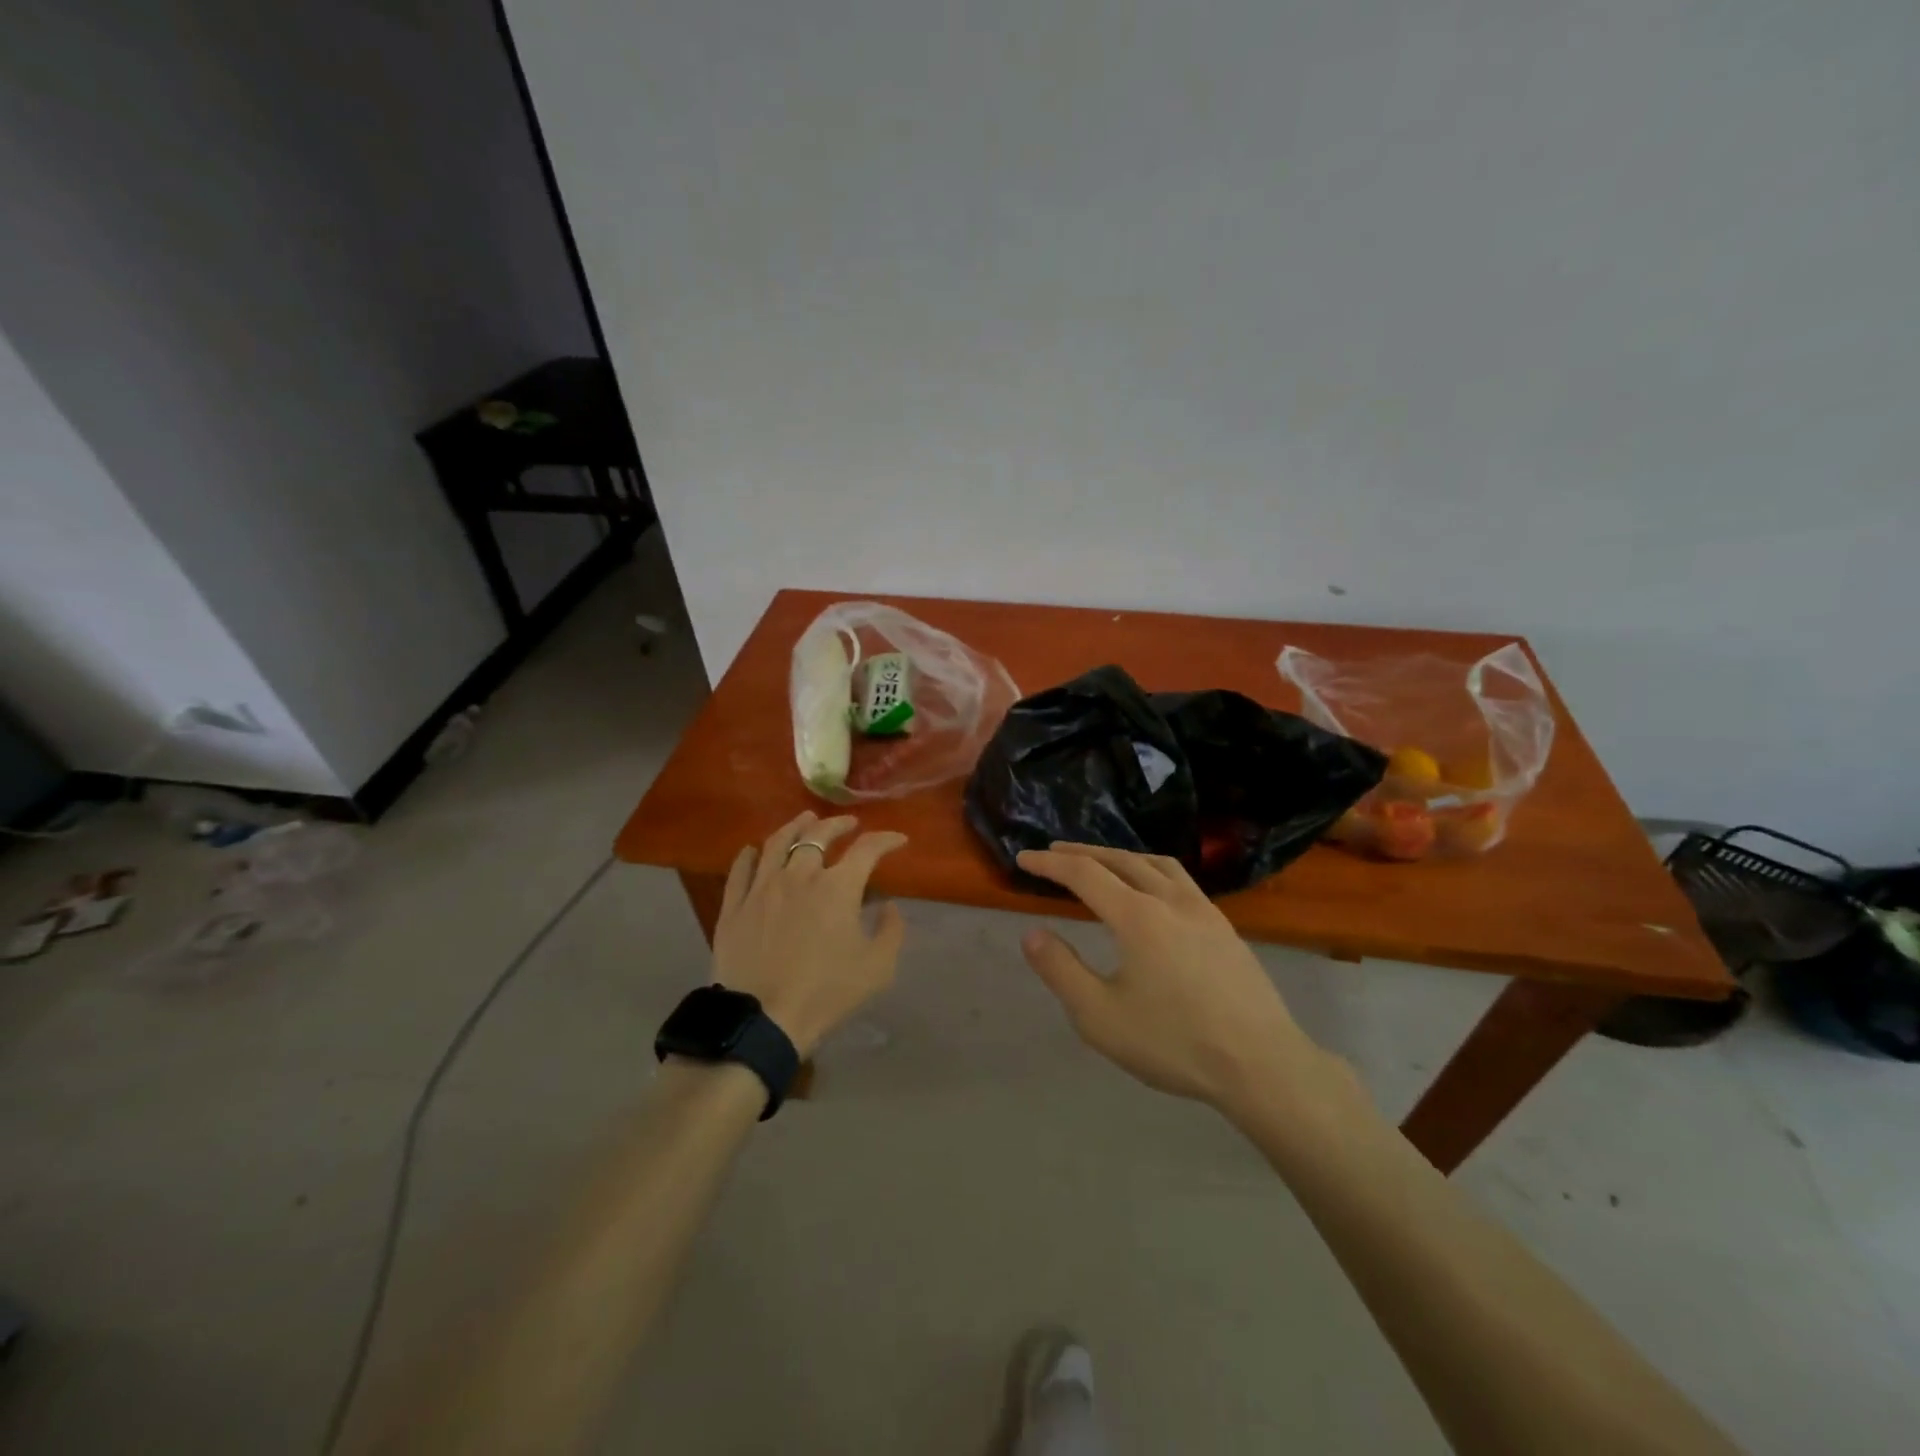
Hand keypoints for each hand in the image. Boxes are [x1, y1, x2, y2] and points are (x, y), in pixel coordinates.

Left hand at [711, 811, 907, 1056]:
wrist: (763, 1020)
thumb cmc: (826, 994)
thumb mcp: (877, 968)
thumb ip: (891, 931)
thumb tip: (887, 906)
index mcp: (838, 887)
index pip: (867, 849)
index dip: (886, 840)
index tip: (898, 840)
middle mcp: (799, 876)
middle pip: (819, 835)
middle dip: (839, 825)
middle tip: (850, 824)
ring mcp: (762, 888)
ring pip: (777, 843)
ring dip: (795, 826)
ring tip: (805, 819)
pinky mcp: (734, 906)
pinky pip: (740, 869)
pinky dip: (750, 854)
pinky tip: (754, 850)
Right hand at [1017, 843, 1331, 1115]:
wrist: (1262, 1064)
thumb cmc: (1174, 1043)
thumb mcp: (1100, 1016)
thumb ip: (1061, 970)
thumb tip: (1033, 933)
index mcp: (1138, 916)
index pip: (1085, 874)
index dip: (1050, 864)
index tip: (1024, 859)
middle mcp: (1171, 900)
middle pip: (1121, 859)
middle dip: (1083, 852)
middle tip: (1055, 852)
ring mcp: (1204, 911)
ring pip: (1156, 864)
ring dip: (1121, 856)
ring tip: (1102, 862)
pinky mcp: (1225, 927)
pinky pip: (1181, 880)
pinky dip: (1152, 870)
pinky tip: (1154, 892)